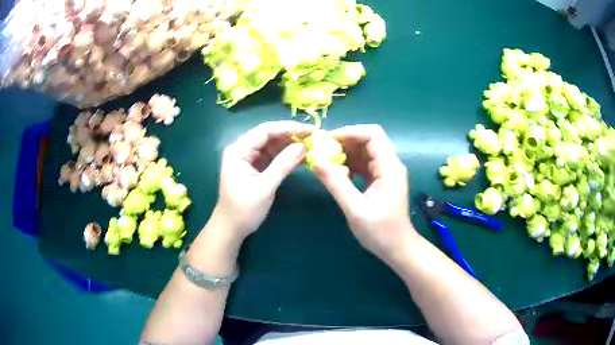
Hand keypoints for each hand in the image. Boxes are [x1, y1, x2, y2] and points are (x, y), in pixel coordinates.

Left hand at [214, 121, 312, 240]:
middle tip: (314, 138)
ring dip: (291, 146)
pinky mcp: (255, 167)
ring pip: (273, 145)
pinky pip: (273, 156)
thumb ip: (283, 165)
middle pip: (269, 135)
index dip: (288, 128)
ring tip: (312, 146)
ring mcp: (249, 158)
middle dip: (291, 135)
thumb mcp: (264, 187)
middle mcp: (242, 149)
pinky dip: (287, 157)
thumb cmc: (244, 209)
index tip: (310, 130)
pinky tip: (302, 158)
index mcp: (238, 150)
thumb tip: (303, 146)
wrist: (232, 228)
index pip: (265, 131)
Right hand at [313, 125, 415, 262]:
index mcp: (389, 167)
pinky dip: (350, 164)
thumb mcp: (355, 209)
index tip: (327, 140)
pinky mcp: (381, 179)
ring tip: (326, 161)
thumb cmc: (380, 232)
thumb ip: (336, 183)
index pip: (372, 135)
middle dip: (345, 141)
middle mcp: (390, 164)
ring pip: (365, 151)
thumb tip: (315, 161)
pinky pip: (364, 163)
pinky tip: (338, 173)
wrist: (397, 248)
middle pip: (368, 139)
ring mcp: (386, 172)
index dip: (350, 132)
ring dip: (346, 153)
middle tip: (322, 150)